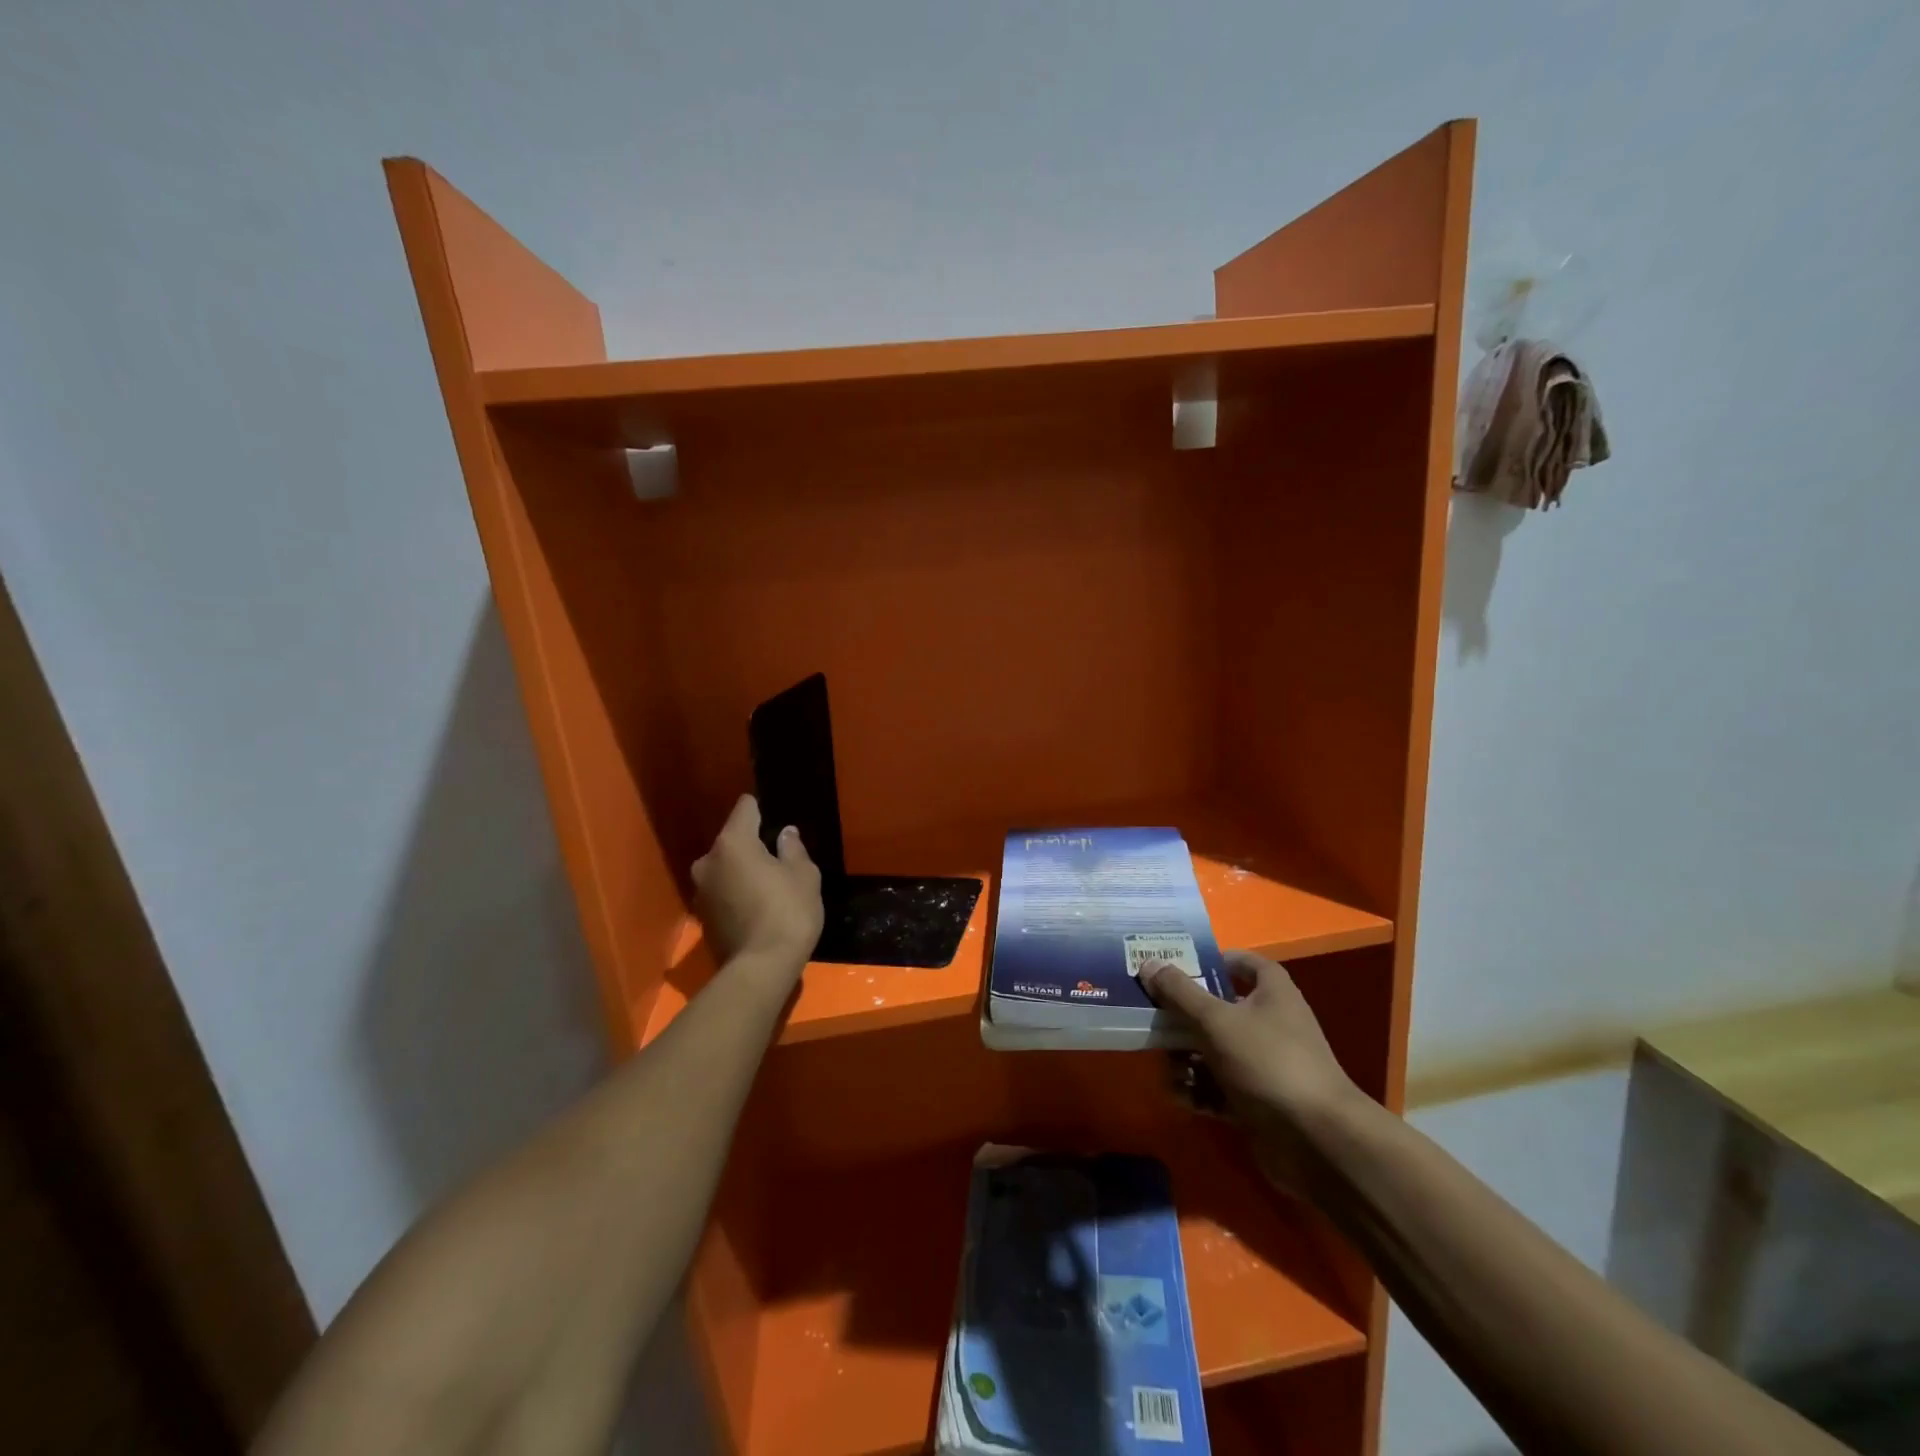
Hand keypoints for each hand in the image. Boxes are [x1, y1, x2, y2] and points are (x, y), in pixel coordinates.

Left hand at [691, 796, 822, 982]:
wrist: (761, 968)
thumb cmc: (788, 912)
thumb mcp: (804, 875)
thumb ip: (792, 848)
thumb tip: (785, 833)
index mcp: (733, 842)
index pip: (745, 809)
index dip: (762, 810)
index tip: (776, 817)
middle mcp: (709, 861)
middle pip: (732, 840)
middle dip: (751, 845)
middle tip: (778, 858)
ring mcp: (701, 890)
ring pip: (725, 868)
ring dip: (742, 871)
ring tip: (768, 884)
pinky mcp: (702, 916)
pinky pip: (722, 891)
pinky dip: (736, 893)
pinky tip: (757, 906)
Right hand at [1142, 951, 1368, 1190]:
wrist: (1317, 1142)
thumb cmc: (1268, 1062)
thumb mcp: (1217, 1021)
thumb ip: (1179, 992)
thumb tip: (1149, 962)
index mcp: (1271, 992)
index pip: (1241, 962)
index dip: (1211, 961)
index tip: (1175, 966)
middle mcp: (1269, 1022)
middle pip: (1217, 1008)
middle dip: (1183, 1017)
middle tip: (1152, 1020)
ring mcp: (1262, 1064)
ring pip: (1212, 1050)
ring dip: (1185, 1059)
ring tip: (1169, 1069)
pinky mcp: (1255, 1100)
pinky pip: (1217, 1086)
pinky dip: (1198, 1090)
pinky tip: (1181, 1096)